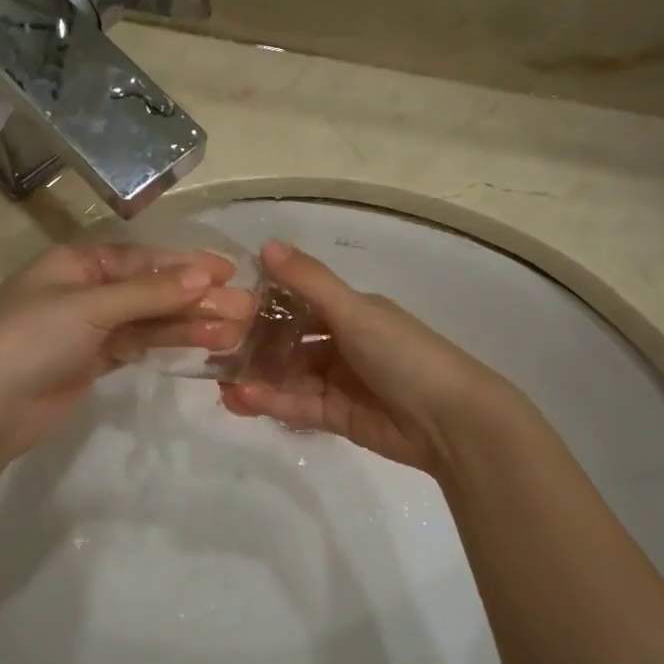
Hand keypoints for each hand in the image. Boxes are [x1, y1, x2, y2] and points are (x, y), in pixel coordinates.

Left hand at [0, 242, 252, 461]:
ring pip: (149, 320)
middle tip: (245, 308)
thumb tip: (204, 275)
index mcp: (76, 263)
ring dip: (189, 323)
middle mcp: (84, 291)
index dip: (186, 264)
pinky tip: (203, 344)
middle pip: (150, 290)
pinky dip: (168, 344)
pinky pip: (139, 346)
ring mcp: (89, 329)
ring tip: (235, 330)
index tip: (229, 271)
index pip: (142, 258)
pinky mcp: (93, 363)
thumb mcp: (89, 306)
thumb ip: (148, 293)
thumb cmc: (31, 339)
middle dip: (196, 298)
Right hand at [219, 241, 518, 475]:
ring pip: (288, 376)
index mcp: (351, 312)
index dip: (263, 304)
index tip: (225, 306)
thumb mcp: (354, 311)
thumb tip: (265, 243)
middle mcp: (343, 343)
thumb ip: (308, 281)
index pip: (298, 303)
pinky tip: (241, 398)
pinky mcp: (336, 416)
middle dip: (254, 346)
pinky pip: (297, 405)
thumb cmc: (403, 354)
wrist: (450, 420)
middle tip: (213, 349)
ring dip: (256, 377)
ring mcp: (339, 382)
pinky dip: (271, 400)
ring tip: (218, 380)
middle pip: (289, 343)